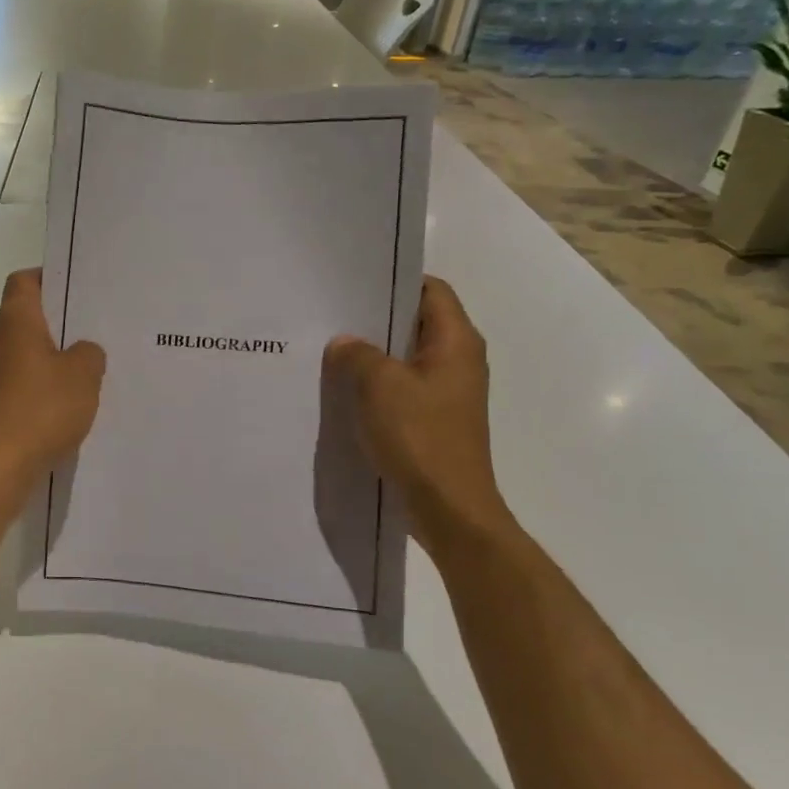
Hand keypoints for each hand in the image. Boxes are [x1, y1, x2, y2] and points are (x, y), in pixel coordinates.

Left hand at [0, 269, 105, 487]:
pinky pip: (21, 386)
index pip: (24, 281)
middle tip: (93, 329)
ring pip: (25, 355)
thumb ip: (90, 353)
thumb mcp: (84, 376)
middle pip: (26, 318)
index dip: (48, 278)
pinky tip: (67, 406)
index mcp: (16, 322)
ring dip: (51, 359)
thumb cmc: (41, 410)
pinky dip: (41, 389)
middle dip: (57, 323)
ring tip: (87, 370)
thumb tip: (82, 351)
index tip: (76, 288)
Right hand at [325, 276, 512, 555]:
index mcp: (456, 342)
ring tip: (330, 350)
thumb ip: (357, 355)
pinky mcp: (435, 420)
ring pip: (406, 359)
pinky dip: (376, 386)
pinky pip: (402, 389)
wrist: (448, 508)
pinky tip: (344, 391)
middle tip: (332, 315)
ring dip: (373, 355)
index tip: (354, 282)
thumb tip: (344, 343)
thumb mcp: (379, 385)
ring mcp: (448, 393)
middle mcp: (458, 361)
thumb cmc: (419, 437)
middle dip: (375, 319)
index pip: (431, 290)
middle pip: (416, 323)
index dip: (395, 281)